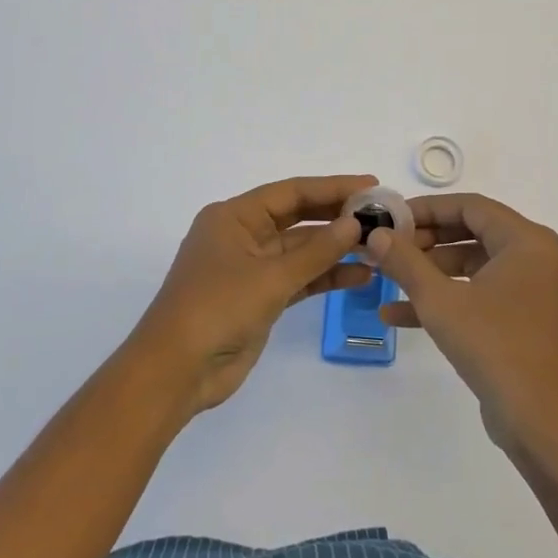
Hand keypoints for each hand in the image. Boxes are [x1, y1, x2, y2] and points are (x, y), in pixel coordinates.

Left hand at [129, 174, 373, 414]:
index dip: (332, 187)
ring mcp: (251, 268)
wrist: (176, 371)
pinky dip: (325, 277)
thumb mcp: (270, 277)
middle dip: (337, 216)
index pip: (291, 192)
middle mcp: (242, 235)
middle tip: (381, 214)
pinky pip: (299, 278)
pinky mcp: (259, 298)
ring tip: (379, 247)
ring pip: (301, 250)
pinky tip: (360, 276)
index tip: (372, 186)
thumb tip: (354, 223)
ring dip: (336, 250)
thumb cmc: (216, 309)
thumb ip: (316, 251)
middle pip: (297, 217)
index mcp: (234, 217)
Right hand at [368, 193, 557, 456]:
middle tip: (386, 248)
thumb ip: (405, 262)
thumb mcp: (440, 301)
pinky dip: (446, 300)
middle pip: (471, 233)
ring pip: (473, 266)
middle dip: (425, 241)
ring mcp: (532, 291)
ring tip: (386, 278)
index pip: (470, 206)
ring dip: (429, 273)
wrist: (544, 422)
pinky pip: (480, 295)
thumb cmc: (496, 347)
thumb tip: (376, 235)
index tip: (390, 218)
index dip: (426, 209)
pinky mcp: (524, 321)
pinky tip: (398, 315)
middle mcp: (535, 258)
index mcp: (527, 241)